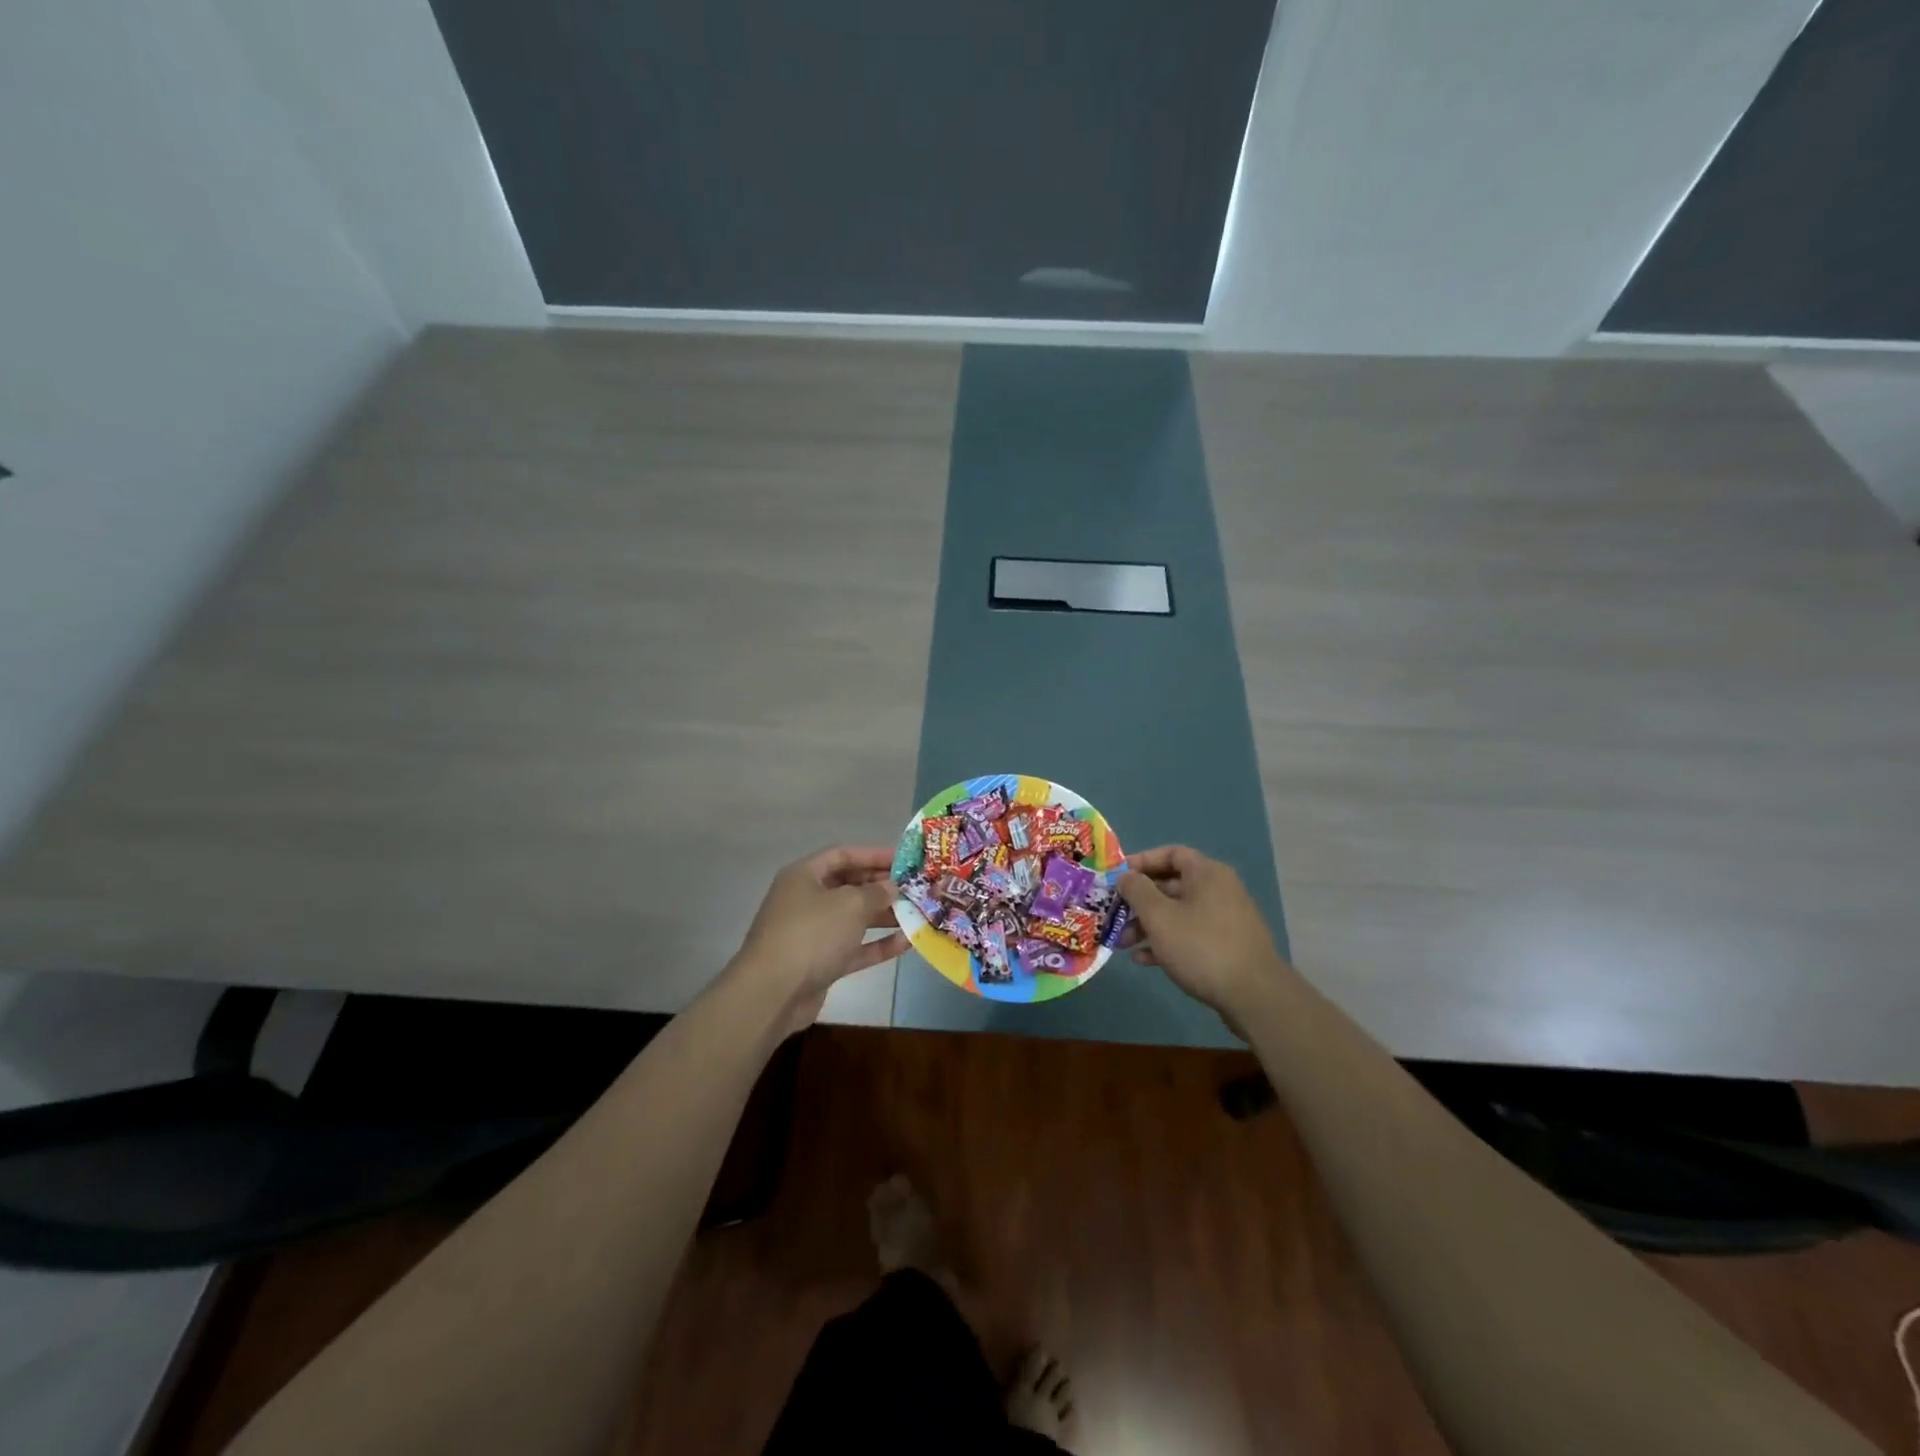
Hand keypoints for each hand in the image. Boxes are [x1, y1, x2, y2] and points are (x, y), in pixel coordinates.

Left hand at [730, 846, 907, 1028]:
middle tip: (915, 887)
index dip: (874, 855)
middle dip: (881, 887)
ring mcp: (812, 933)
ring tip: (917, 913)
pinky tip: (907, 943)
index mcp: (804, 876)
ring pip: (853, 918)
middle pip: (849, 886)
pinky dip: (878, 945)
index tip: (904, 860)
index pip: (843, 855)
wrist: (773, 994)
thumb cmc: (811, 935)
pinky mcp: (820, 963)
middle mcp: (806, 900)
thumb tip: (892, 886)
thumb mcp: (849, 905)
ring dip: (884, 916)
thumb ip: (876, 892)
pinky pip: (854, 947)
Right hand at [1118, 846, 1291, 1017]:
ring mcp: (1224, 920)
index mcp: (1207, 874)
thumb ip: (1137, 890)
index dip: (1142, 861)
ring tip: (1122, 944)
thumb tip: (1126, 876)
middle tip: (1115, 915)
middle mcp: (1218, 890)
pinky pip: (1189, 935)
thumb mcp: (1159, 916)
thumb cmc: (1201, 946)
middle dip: (1139, 901)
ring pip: (1178, 913)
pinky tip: (1143, 959)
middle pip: (1171, 886)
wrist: (1254, 996)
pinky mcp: (1226, 947)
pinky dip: (1166, 942)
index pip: (1171, 854)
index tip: (1117, 877)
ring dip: (1148, 925)